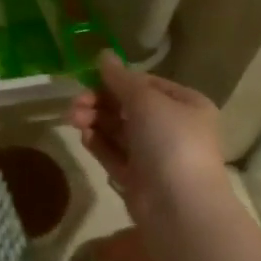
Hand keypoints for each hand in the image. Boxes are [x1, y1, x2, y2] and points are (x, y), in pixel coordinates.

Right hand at [68, 52, 228, 221]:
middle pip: (128, 107)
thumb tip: (103, 54)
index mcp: (185, 104)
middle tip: (76, 105)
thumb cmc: (170, 141)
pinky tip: (83, 136)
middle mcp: (172, 127)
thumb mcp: (146, 100)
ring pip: (118, 130)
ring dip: (95, 121)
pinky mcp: (137, 178)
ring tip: (74, 119)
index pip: (146, 84)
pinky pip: (114, 154)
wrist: (179, 206)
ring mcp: (155, 155)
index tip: (90, 80)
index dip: (117, 81)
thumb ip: (120, 78)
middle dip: (100, 102)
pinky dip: (98, 143)